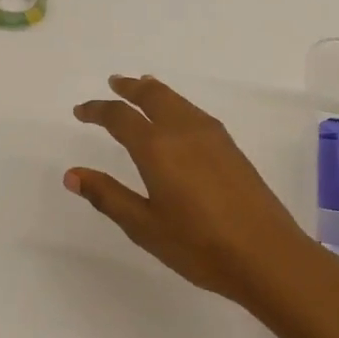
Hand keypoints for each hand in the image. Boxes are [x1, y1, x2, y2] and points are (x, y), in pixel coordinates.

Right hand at [66, 75, 326, 311]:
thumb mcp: (144, 226)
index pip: (119, 117)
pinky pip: (193, 111)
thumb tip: (72, 175)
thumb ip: (108, 196)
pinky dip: (175, 103)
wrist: (267, 254)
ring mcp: (212, 136)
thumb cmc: (198, 245)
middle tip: (114, 83)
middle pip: (152, 95)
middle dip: (130, 87)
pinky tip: (177, 117)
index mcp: (157, 148)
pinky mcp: (230, 147)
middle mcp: (183, 131)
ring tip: (142, 88)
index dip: (97, 110)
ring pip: (177, 100)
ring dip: (155, 91)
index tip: (81, 111)